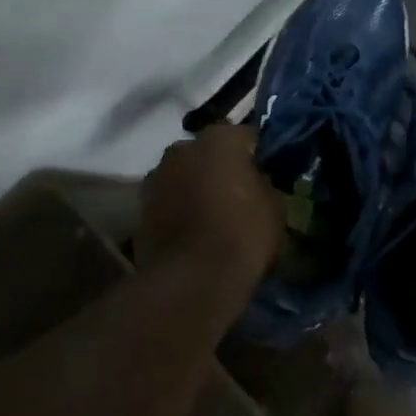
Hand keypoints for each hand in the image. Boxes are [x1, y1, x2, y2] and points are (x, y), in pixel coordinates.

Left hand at [136, 122, 283, 289]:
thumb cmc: (242, 233)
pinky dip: (179, 208)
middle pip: (209, 152)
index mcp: (220, 139)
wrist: (192, 279)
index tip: (267, 174)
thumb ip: (264, 182)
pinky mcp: (140, 207)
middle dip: (222, 167)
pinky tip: (194, 230)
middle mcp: (182, 148)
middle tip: (239, 193)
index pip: (246, 136)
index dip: (258, 155)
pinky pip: (169, 199)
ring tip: (214, 214)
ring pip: (185, 174)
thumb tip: (256, 181)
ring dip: (196, 186)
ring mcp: (156, 176)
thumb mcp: (275, 206)